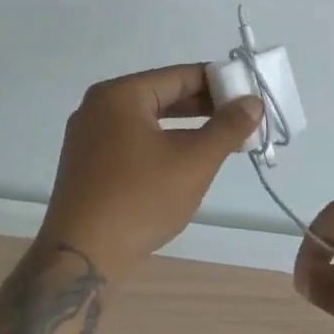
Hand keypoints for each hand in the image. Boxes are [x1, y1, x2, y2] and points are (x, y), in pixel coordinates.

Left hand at [41, 65, 261, 279]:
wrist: (80, 257)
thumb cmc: (140, 199)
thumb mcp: (194, 161)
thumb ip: (227, 127)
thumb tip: (253, 102)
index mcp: (120, 94)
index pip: (181, 76)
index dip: (219, 84)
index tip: (250, 97)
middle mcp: (99, 106)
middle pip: (162, 95)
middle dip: (204, 107)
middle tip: (241, 120)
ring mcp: (88, 135)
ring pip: (148, 120)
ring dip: (185, 127)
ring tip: (221, 140)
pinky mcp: (87, 163)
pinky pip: (132, 140)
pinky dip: (161, 143)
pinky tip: (184, 161)